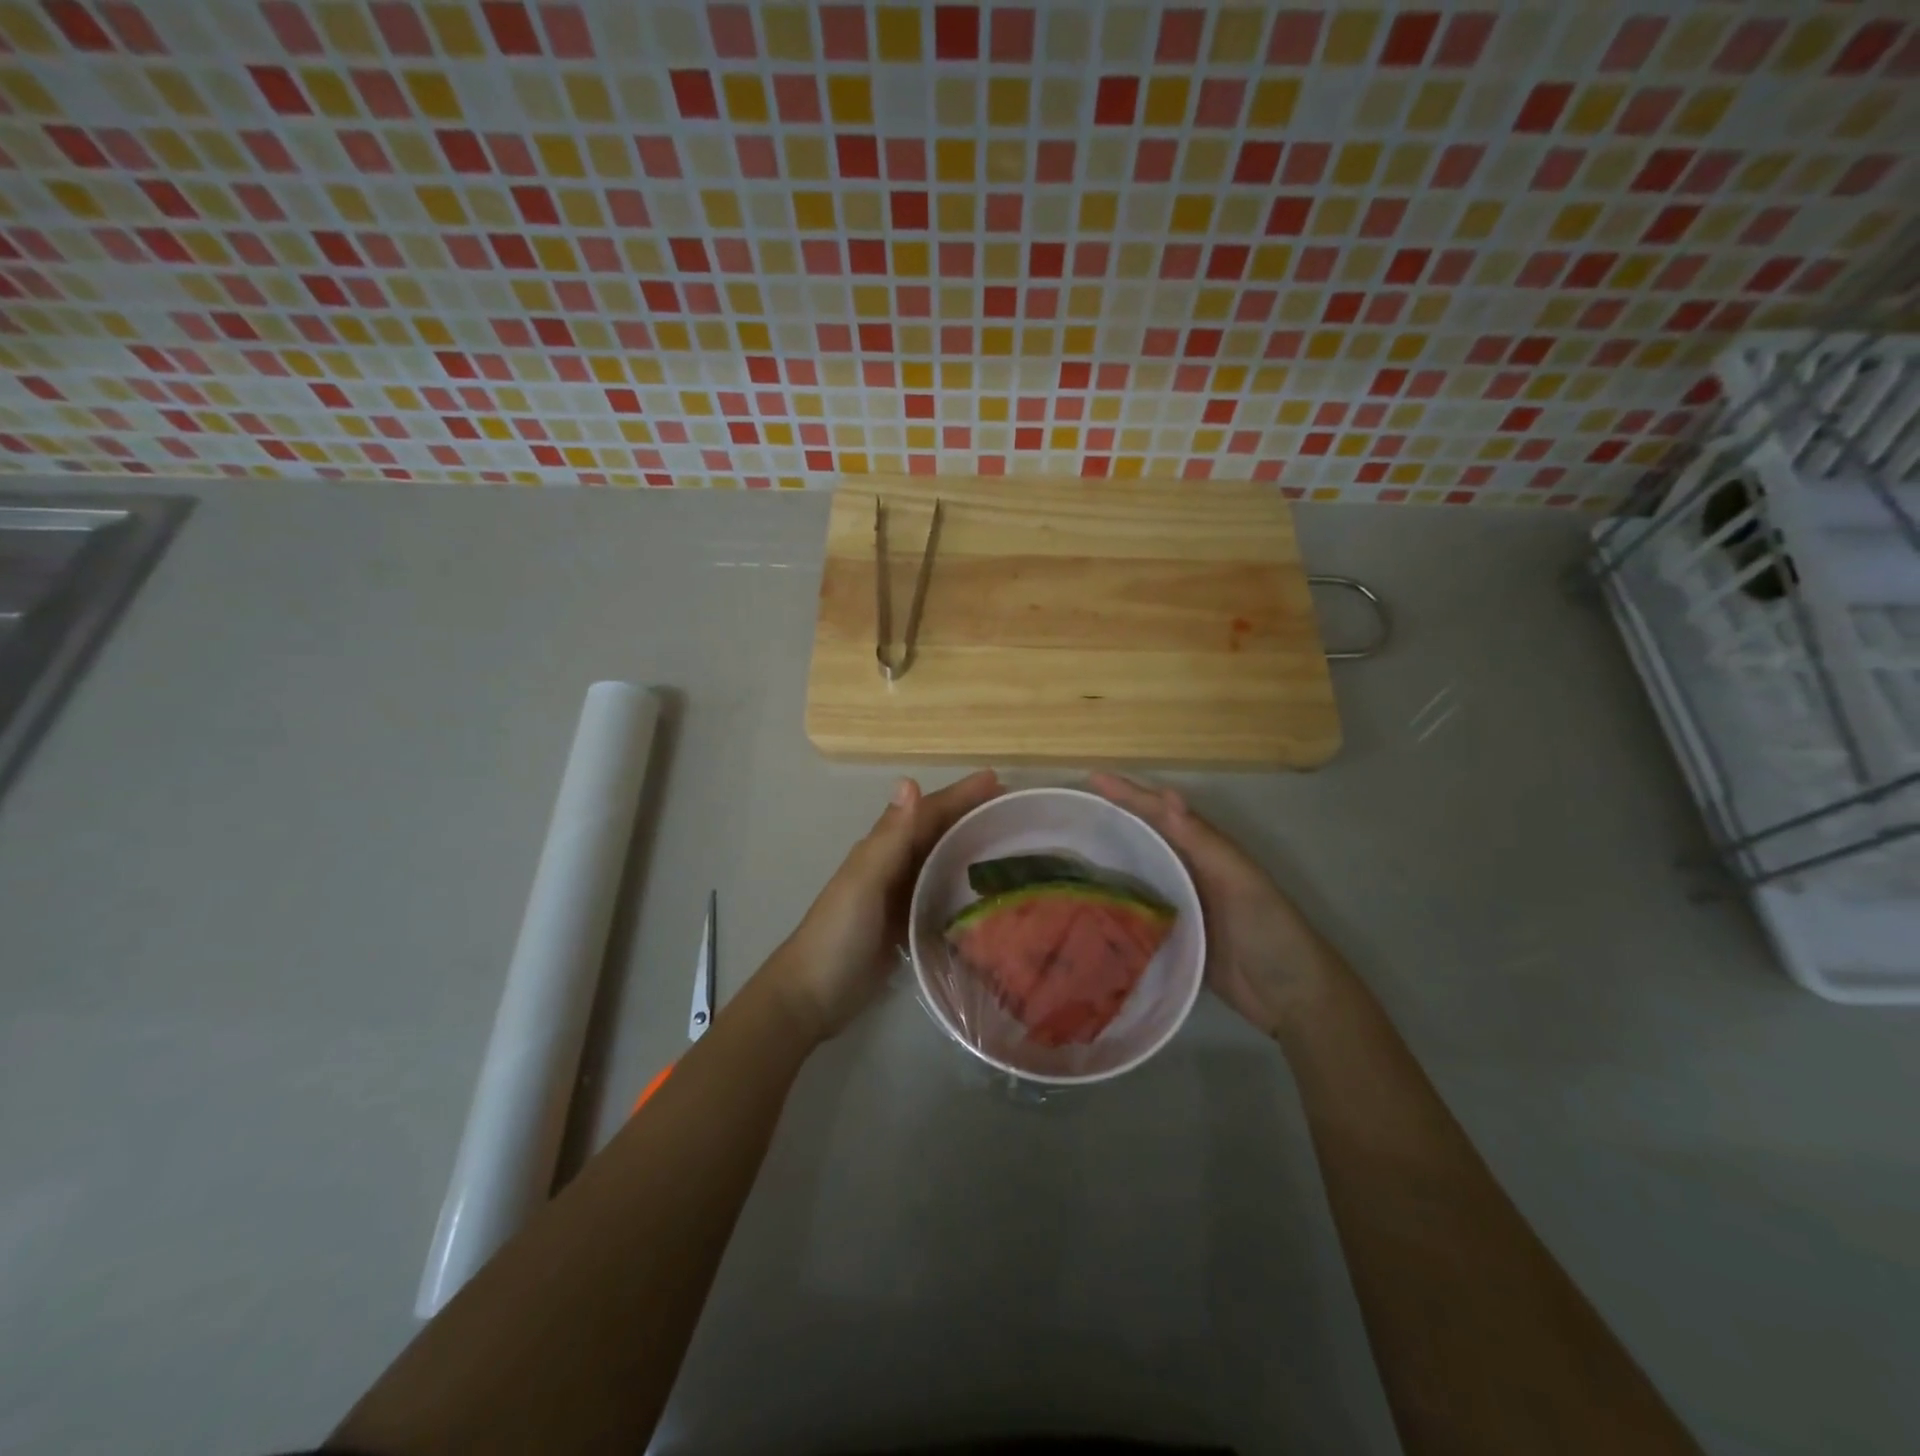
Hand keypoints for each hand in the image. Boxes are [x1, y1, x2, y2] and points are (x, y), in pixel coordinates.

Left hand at [769, 769, 1001, 1039]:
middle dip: (971, 816)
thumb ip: (890, 836)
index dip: (961, 794)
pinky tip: (986, 892)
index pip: (928, 811)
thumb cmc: (838, 934)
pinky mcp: (905, 924)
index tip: (999, 781)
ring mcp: (899, 896)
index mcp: (883, 848)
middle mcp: (892, 865)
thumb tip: (909, 780)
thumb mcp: (865, 882)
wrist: (812, 996)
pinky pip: (939, 894)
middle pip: (937, 831)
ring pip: (940, 860)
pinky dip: (961, 885)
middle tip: (1015, 812)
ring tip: (1010, 845)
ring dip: (969, 847)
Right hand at [1089, 773, 1339, 1038]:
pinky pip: (1139, 909)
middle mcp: (1191, 871)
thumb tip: (1166, 794)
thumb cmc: (1269, 930)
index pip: (1161, 814)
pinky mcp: (1175, 936)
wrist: (1291, 998)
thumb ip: (1203, 841)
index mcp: (1207, 851)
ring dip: (1111, 858)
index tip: (1092, 778)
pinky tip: (1090, 903)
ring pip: (1140, 871)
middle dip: (1114, 820)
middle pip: (1147, 837)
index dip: (1129, 794)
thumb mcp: (1239, 880)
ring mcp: (1182, 904)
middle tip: (1073, 813)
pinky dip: (1117, 900)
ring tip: (1071, 852)